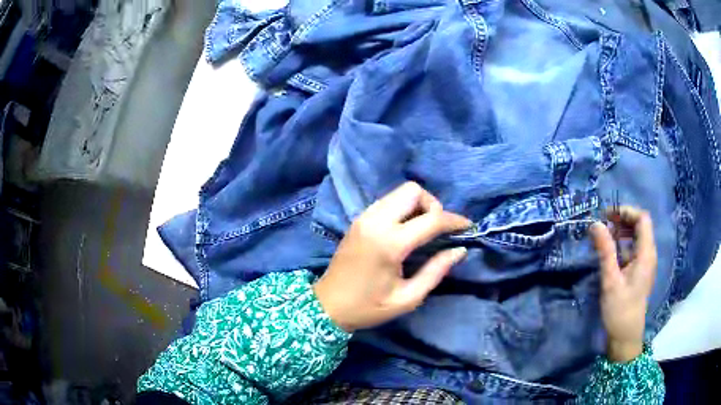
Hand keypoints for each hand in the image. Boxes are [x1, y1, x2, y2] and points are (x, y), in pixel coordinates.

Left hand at [313, 182, 471, 332]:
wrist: (327, 306)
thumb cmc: (368, 307)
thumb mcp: (408, 298)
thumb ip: (436, 271)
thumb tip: (459, 250)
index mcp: (390, 243)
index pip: (431, 219)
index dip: (454, 221)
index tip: (468, 227)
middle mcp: (376, 221)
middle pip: (413, 191)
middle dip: (433, 205)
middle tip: (438, 230)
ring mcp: (364, 217)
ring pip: (399, 192)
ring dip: (418, 205)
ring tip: (424, 230)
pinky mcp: (359, 219)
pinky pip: (388, 201)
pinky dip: (403, 208)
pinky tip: (406, 230)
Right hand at [590, 206, 657, 362]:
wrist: (626, 336)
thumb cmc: (620, 309)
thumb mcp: (611, 280)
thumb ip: (605, 251)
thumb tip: (595, 224)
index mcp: (646, 254)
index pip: (642, 219)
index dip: (626, 211)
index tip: (607, 215)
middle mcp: (649, 254)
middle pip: (640, 225)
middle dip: (623, 220)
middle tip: (604, 224)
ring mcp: (645, 263)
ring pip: (637, 237)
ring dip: (622, 231)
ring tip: (605, 236)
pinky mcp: (640, 271)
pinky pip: (634, 249)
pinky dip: (623, 244)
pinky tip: (611, 252)